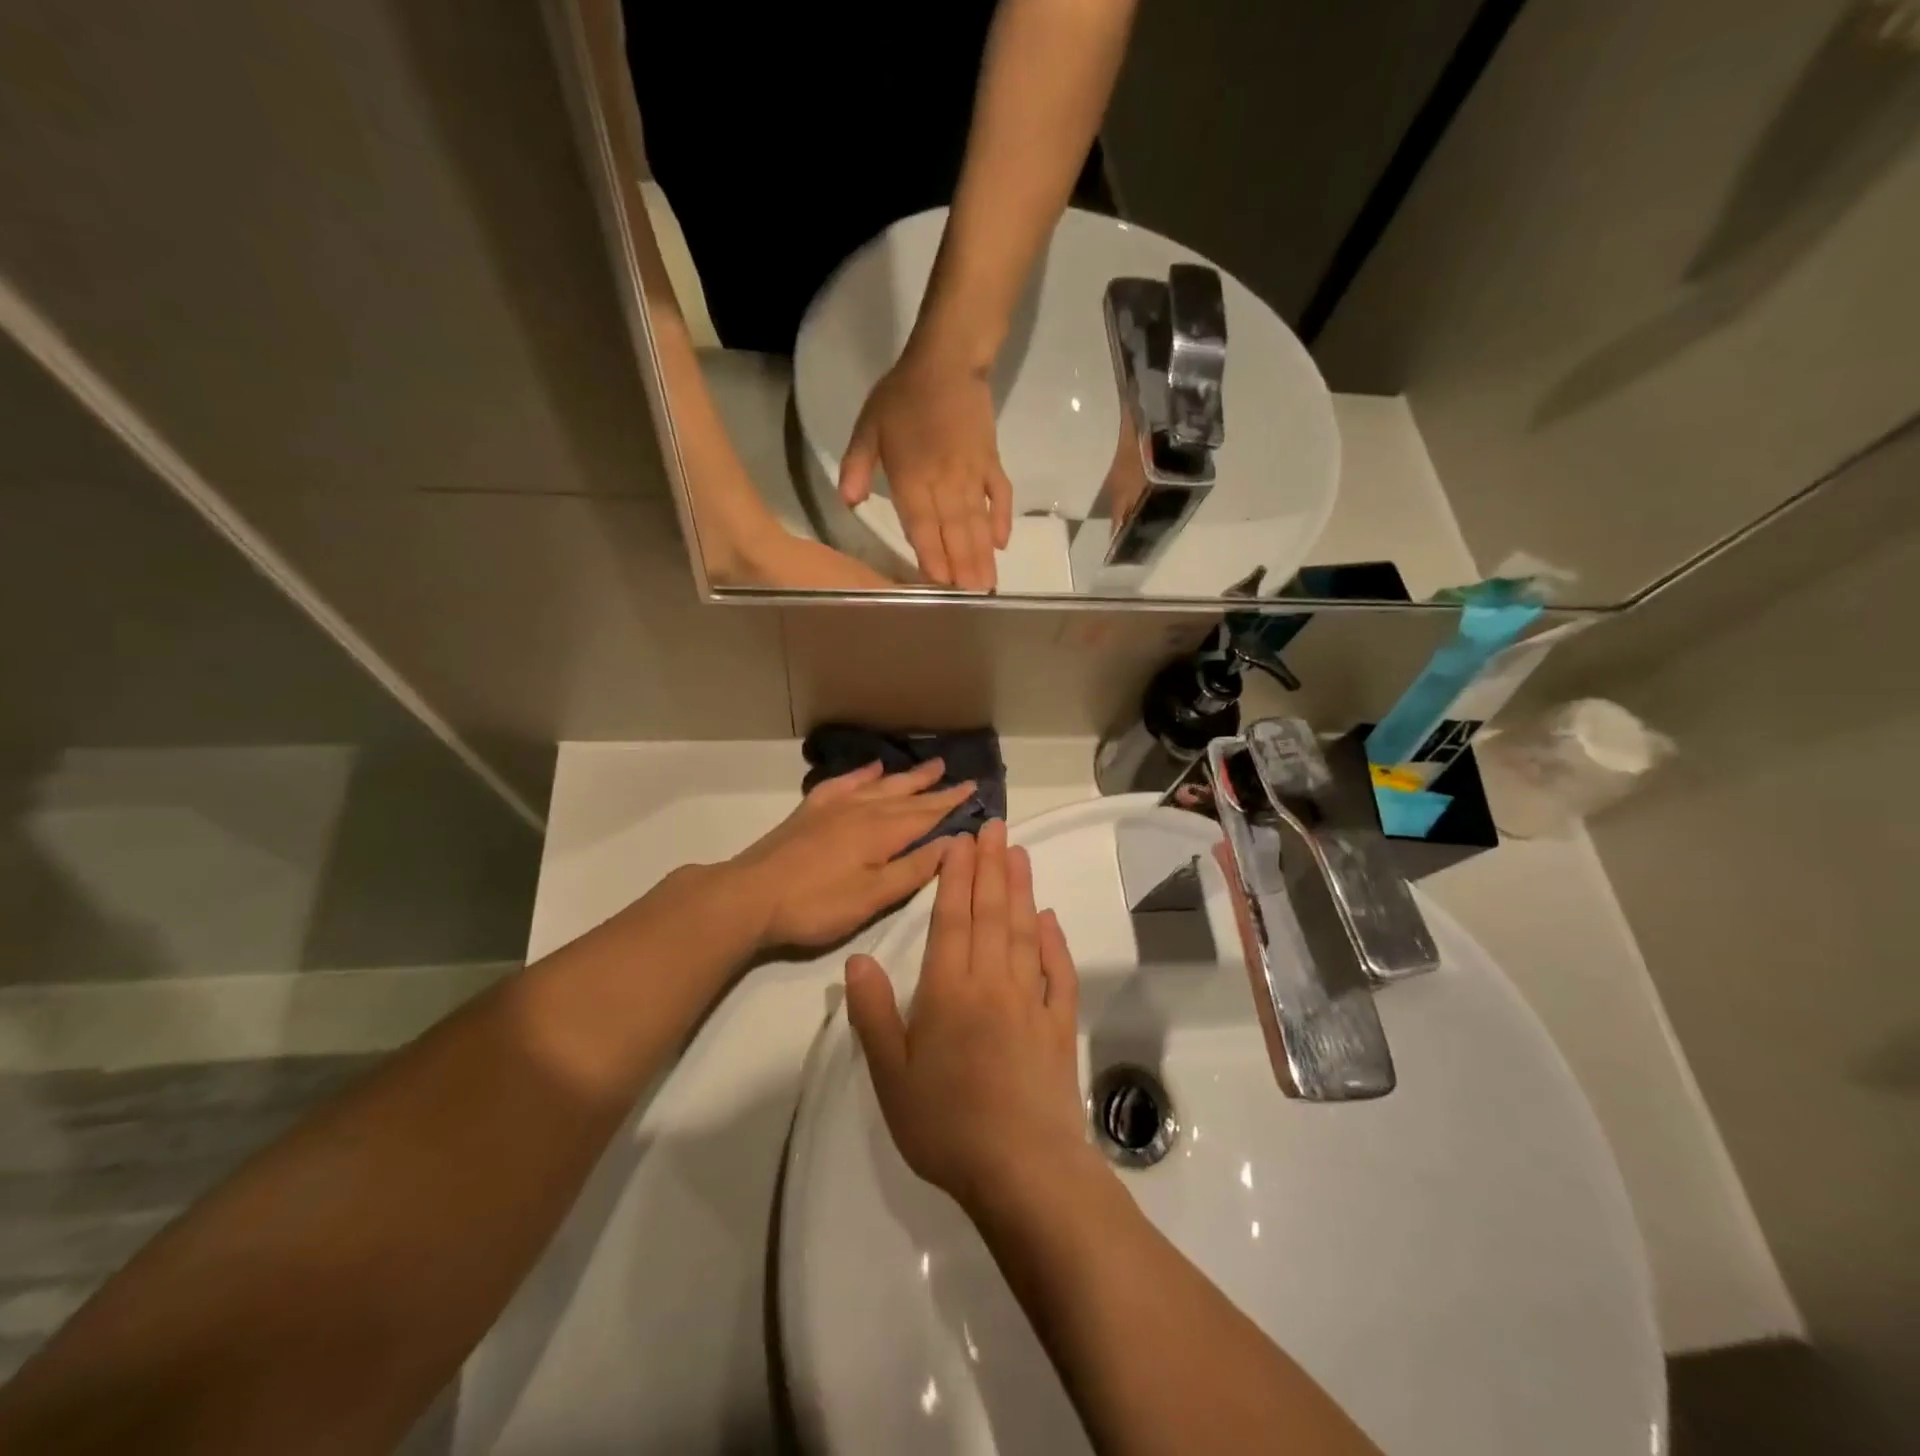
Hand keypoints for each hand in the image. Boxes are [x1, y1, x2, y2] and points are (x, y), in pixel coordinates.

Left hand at [728, 759, 974, 948]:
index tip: (974, 789)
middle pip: (906, 796)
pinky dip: (862, 774)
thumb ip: (912, 869)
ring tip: (929, 766)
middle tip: (959, 775)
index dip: (951, 803)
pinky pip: (844, 783)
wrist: (751, 896)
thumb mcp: (872, 897)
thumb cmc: (816, 905)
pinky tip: (872, 768)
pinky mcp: (811, 810)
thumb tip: (952, 842)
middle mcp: (862, 810)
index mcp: (881, 833)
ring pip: (879, 785)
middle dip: (934, 787)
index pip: (925, 814)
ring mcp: (834, 807)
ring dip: (906, 777)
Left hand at [837, 349, 1013, 592]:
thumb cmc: (902, 396)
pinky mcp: (991, 462)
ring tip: (988, 584)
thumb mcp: (869, 426)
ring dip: (982, 554)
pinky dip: (1002, 518)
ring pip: (977, 521)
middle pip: (953, 531)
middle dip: (962, 566)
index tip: (940, 584)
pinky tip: (1003, 543)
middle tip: (972, 598)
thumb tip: (848, 503)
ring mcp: (972, 473)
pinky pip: (999, 494)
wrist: (947, 361)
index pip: (921, 524)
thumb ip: (856, 466)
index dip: (931, 555)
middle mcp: (944, 481)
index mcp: (912, 476)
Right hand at [845, 821, 1098, 1215]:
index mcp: (948, 990)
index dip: (956, 876)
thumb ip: (874, 1013)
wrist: (1021, 1170)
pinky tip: (1049, 918)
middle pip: (990, 912)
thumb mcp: (890, 1075)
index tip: (961, 841)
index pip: (951, 918)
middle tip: (996, 827)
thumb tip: (858, 958)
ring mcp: (1030, 1000)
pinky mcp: (1059, 1024)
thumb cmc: (945, 1124)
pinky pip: (1057, 972)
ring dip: (1021, 889)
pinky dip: (1054, 941)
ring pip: (1024, 930)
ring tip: (1019, 852)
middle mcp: (991, 982)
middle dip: (991, 866)